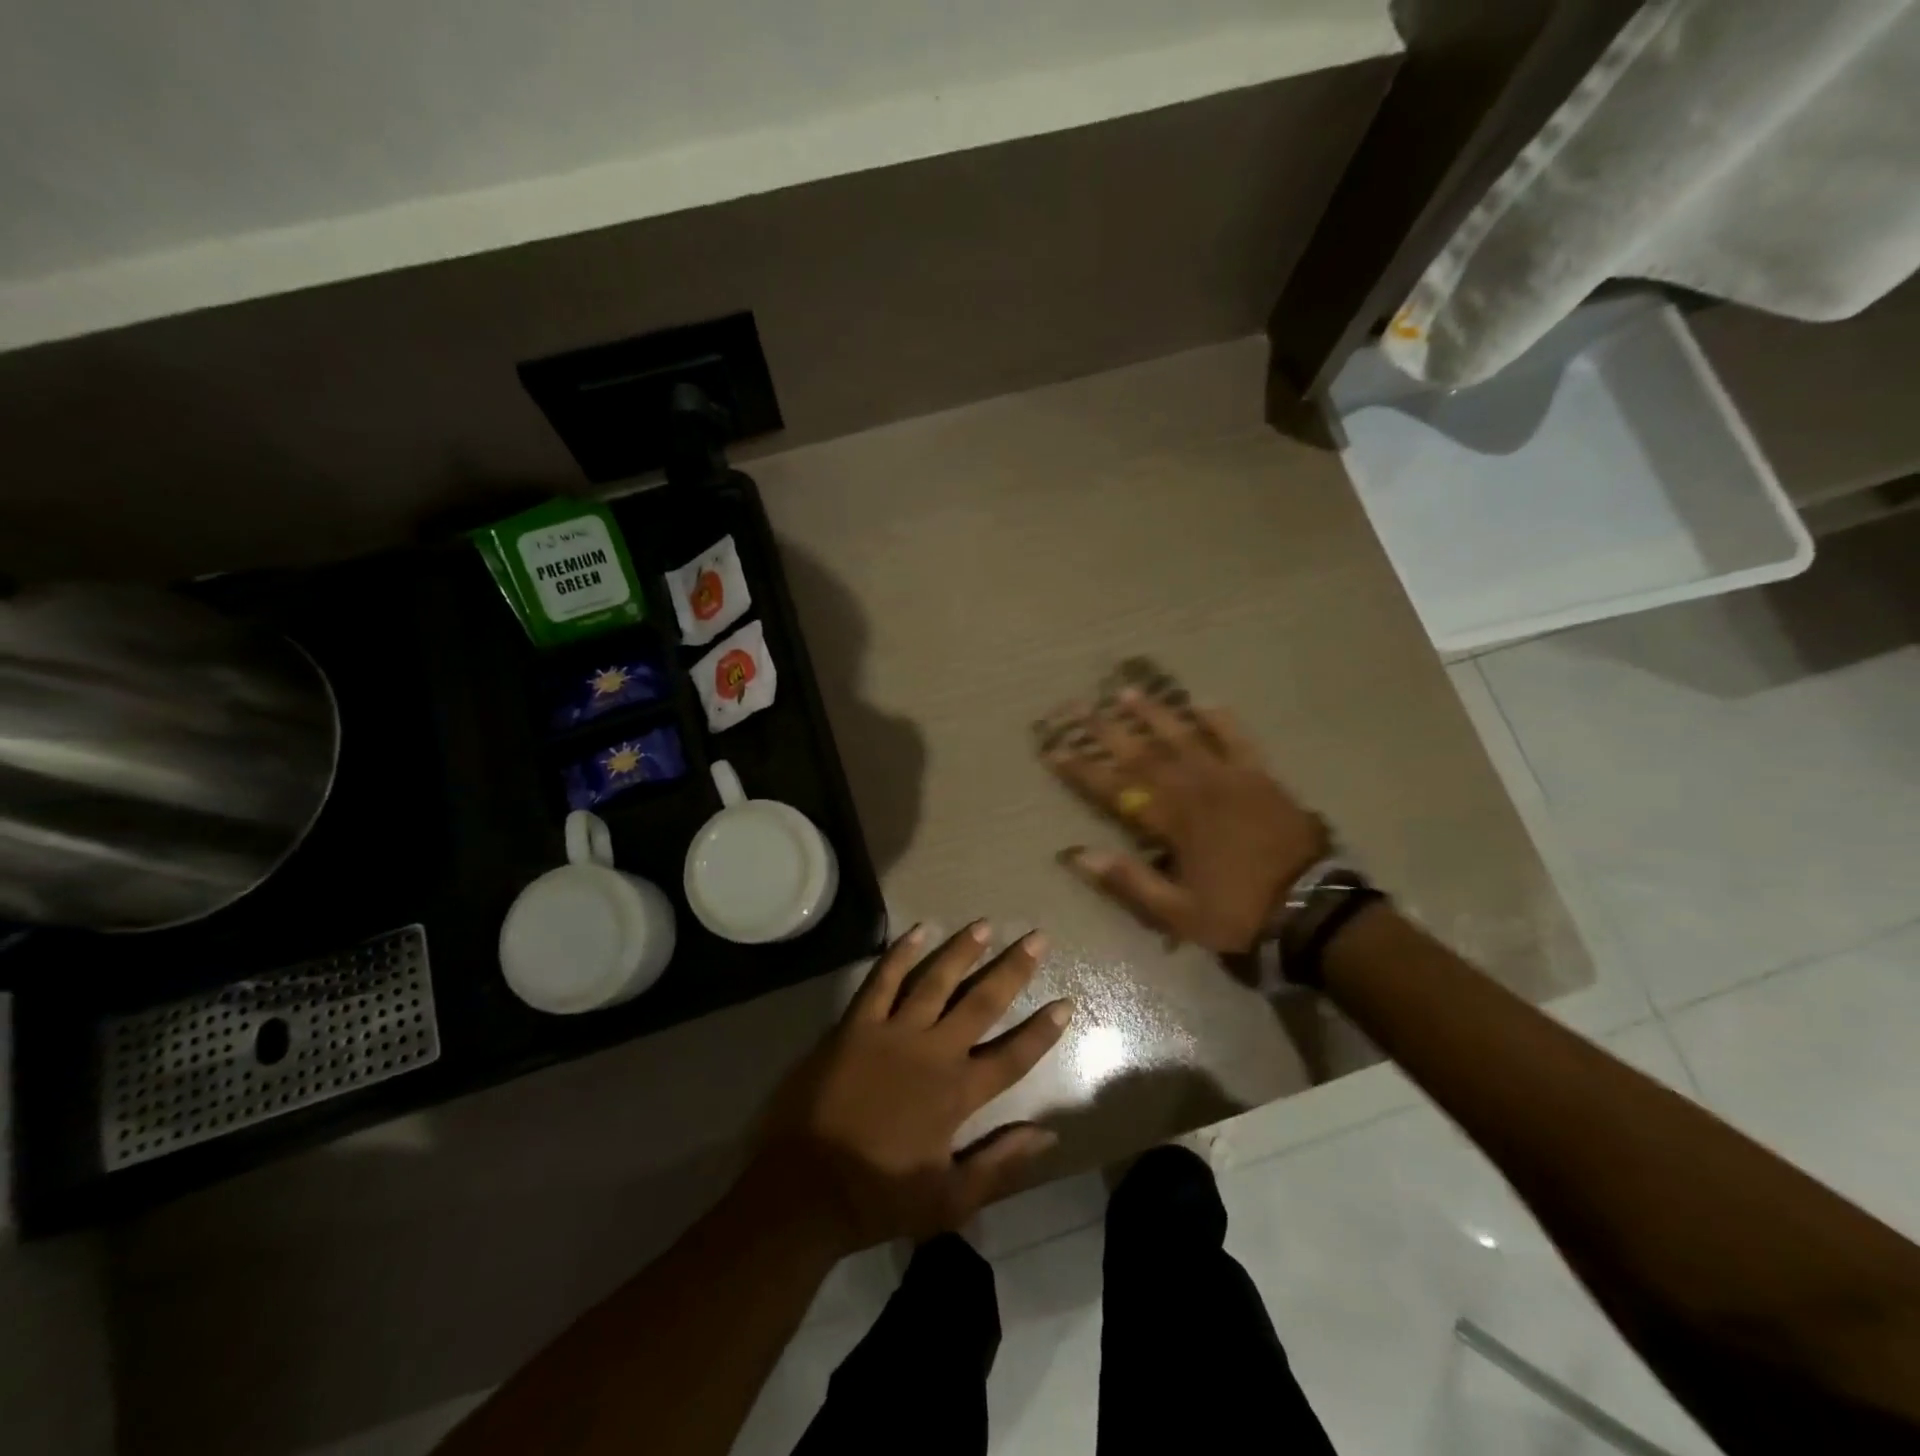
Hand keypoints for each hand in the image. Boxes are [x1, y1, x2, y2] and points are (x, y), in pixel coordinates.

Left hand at [754, 923, 1071, 1251]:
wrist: (806, 1189)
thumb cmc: (879, 1197)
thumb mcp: (950, 1199)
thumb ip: (1000, 1164)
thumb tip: (1047, 1135)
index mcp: (957, 1094)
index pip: (1012, 1056)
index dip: (1041, 1031)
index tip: (1065, 1003)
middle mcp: (932, 1052)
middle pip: (981, 1003)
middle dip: (1012, 970)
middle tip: (1037, 938)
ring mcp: (892, 1033)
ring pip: (935, 981)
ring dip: (962, 952)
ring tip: (984, 925)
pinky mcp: (856, 1026)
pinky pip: (882, 981)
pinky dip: (900, 954)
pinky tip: (917, 931)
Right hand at [1040, 687, 1324, 952]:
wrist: (1311, 906)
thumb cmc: (1238, 911)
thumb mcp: (1178, 912)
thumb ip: (1129, 880)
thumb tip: (1078, 854)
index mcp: (1173, 821)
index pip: (1116, 789)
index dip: (1083, 769)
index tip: (1055, 750)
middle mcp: (1195, 789)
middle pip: (1143, 753)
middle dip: (1107, 730)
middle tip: (1079, 706)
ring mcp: (1230, 777)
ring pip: (1184, 736)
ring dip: (1153, 713)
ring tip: (1126, 691)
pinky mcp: (1260, 775)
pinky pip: (1237, 739)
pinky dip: (1220, 720)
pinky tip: (1204, 702)